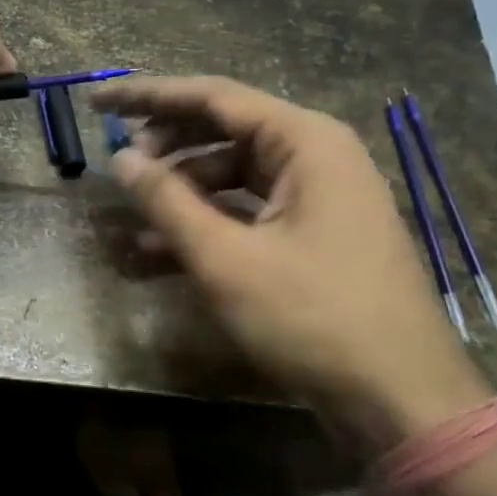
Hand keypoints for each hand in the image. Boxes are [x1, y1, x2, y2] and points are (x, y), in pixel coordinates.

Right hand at [90, 76, 490, 454]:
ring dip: (180, 193)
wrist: (400, 400)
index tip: (96, 103)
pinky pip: (247, 213)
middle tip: (118, 163)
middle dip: (165, 146)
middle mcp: (315, 157)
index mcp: (304, 142)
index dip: (147, 96)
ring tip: (130, 218)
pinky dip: (205, 225)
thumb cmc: (312, 317)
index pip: (212, 97)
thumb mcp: (226, 258)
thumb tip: (121, 159)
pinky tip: (159, 252)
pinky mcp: (313, 237)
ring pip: (232, 176)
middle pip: (223, 131)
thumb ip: (167, 201)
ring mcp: (318, 199)